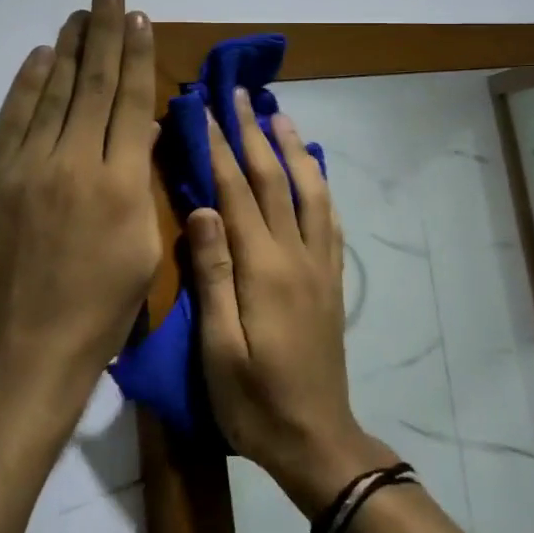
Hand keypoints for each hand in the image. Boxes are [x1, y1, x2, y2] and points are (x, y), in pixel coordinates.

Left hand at [0, 0, 160, 407]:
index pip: (131, 102)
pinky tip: (39, 57)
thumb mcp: (139, 256)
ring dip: (67, 48)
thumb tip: (136, 137)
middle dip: (104, 30)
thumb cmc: (93, 322)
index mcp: (121, 186)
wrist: (13, 366)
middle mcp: (75, 164)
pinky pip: (10, 121)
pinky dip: (26, 85)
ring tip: (78, 12)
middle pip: (93, 84)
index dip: (136, 56)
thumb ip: (137, 189)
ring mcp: (25, 170)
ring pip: (52, 93)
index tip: (139, 19)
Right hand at [187, 89, 395, 513]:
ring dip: (292, 148)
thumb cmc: (255, 401)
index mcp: (263, 268)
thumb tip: (202, 208)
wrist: (317, 439)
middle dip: (253, 132)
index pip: (236, 192)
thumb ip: (213, 274)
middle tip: (239, 93)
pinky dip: (319, 184)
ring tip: (279, 114)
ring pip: (309, 190)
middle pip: (274, 179)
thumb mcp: (218, 348)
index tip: (205, 109)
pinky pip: (329, 218)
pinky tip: (313, 170)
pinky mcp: (331, 279)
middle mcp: (296, 254)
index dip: (219, 147)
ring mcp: (319, 264)